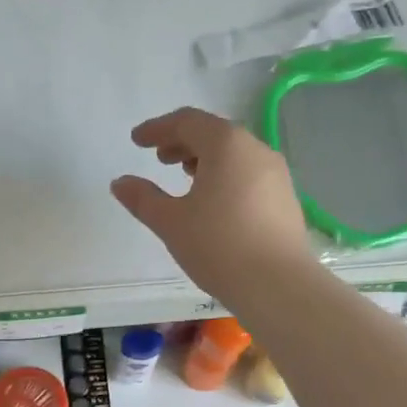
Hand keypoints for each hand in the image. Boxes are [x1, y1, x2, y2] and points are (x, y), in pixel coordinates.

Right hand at [112, 108, 314, 303]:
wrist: (277, 285)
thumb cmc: (218, 246)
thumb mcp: (171, 222)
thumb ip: (143, 198)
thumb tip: (120, 182)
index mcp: (226, 144)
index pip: (187, 121)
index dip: (158, 129)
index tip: (137, 140)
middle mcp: (256, 149)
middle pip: (214, 134)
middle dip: (183, 142)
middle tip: (160, 158)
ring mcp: (276, 174)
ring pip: (235, 155)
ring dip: (206, 160)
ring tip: (185, 178)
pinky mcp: (286, 199)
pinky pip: (249, 175)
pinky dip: (226, 177)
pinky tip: (215, 203)